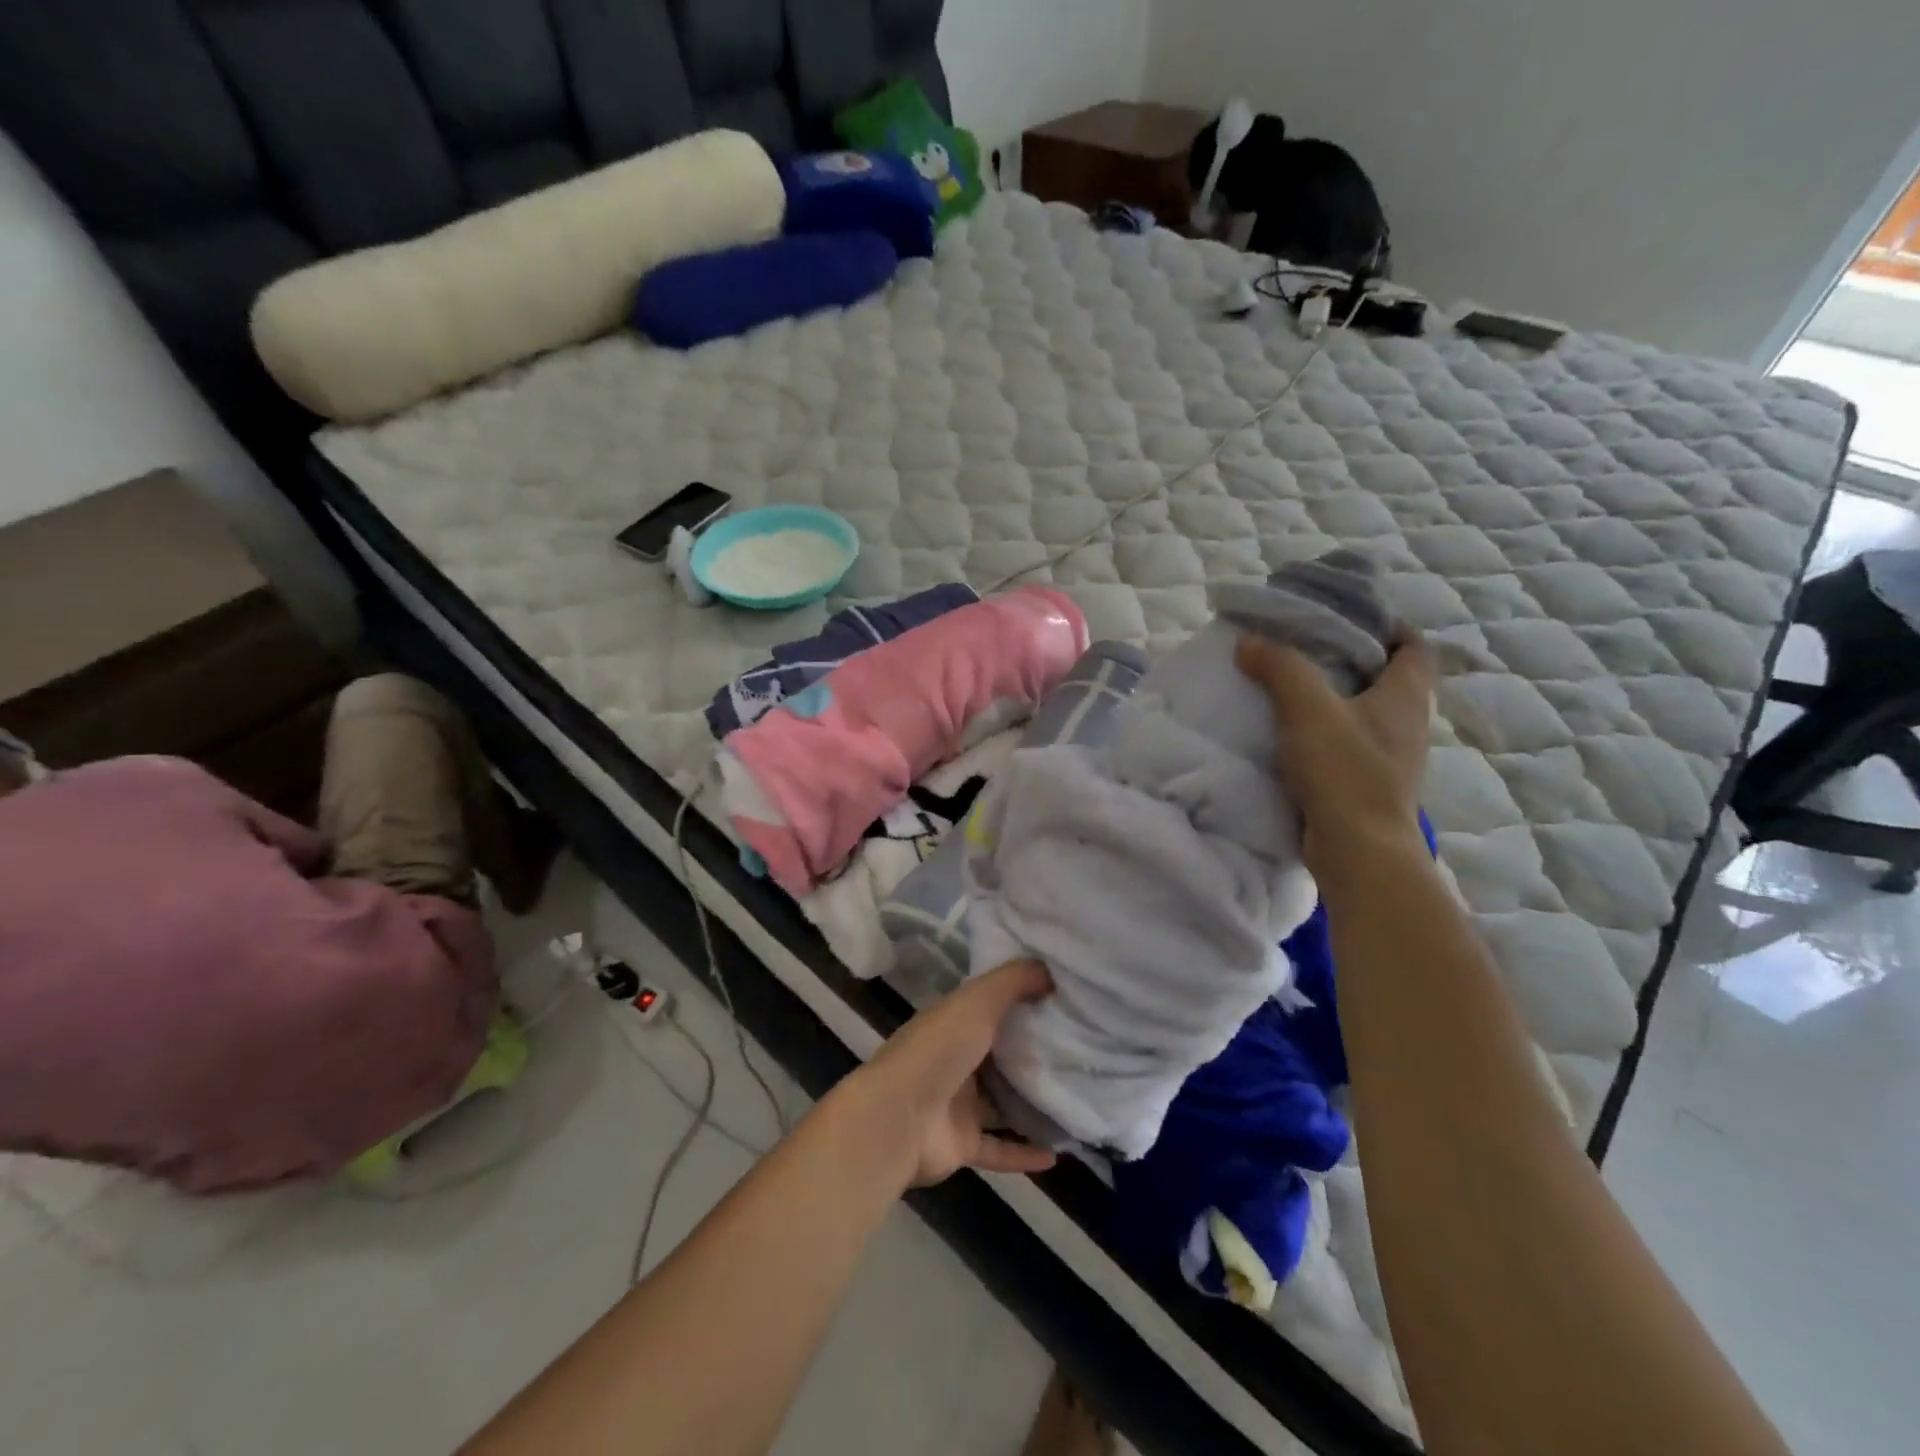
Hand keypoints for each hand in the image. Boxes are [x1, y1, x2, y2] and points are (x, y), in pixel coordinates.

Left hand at [844, 959, 1058, 1188]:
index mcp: (953, 1023)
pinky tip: (1057, 1155)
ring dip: (1030, 1104)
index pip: (991, 1008)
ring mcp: (956, 1104)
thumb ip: (1014, 981)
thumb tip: (1051, 969)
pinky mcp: (961, 1144)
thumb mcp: (978, 1001)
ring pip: (1000, 1102)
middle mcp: (954, 1060)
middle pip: (999, 1055)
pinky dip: (1024, 1153)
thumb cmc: (939, 1049)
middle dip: (1032, 1054)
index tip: (1064, 1002)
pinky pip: (999, 1148)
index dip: (1023, 1002)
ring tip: (1075, 1102)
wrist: (898, 1118)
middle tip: (1081, 1053)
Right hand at [1237, 625, 1437, 874]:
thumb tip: (1248, 640)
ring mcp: (1391, 759)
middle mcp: (1408, 724)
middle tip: (1307, 650)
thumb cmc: (1344, 771)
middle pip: (1389, 679)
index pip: (1415, 646)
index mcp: (1406, 696)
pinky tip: (1291, 737)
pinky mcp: (1368, 786)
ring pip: (1366, 714)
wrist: (1357, 850)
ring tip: (1292, 690)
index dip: (1388, 626)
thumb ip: (1279, 668)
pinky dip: (1326, 735)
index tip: (1347, 619)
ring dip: (1336, 700)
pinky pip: (1349, 746)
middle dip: (1353, 661)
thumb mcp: (1307, 709)